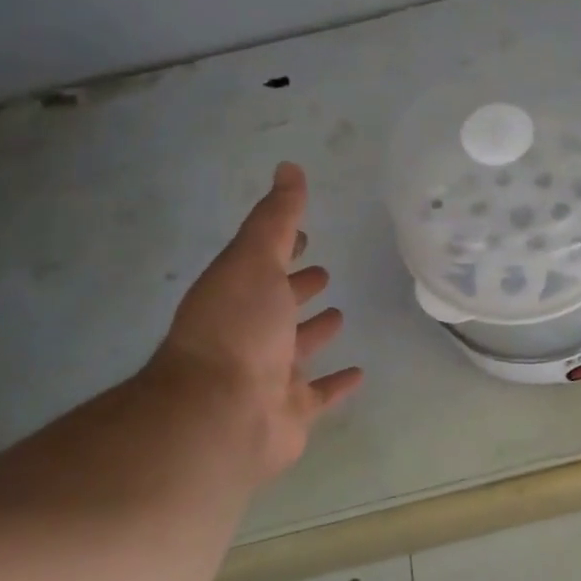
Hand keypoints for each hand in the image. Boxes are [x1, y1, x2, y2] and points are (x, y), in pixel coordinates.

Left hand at [149, 162, 362, 483]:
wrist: (221, 413)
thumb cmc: (238, 328)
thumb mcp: (255, 260)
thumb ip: (276, 218)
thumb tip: (288, 167)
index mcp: (238, 295)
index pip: (262, 264)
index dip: (282, 248)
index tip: (304, 236)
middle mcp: (250, 333)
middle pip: (278, 305)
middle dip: (298, 288)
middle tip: (323, 273)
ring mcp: (270, 373)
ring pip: (298, 348)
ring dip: (315, 332)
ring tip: (340, 312)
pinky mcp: (292, 410)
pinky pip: (320, 393)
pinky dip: (337, 383)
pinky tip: (359, 373)